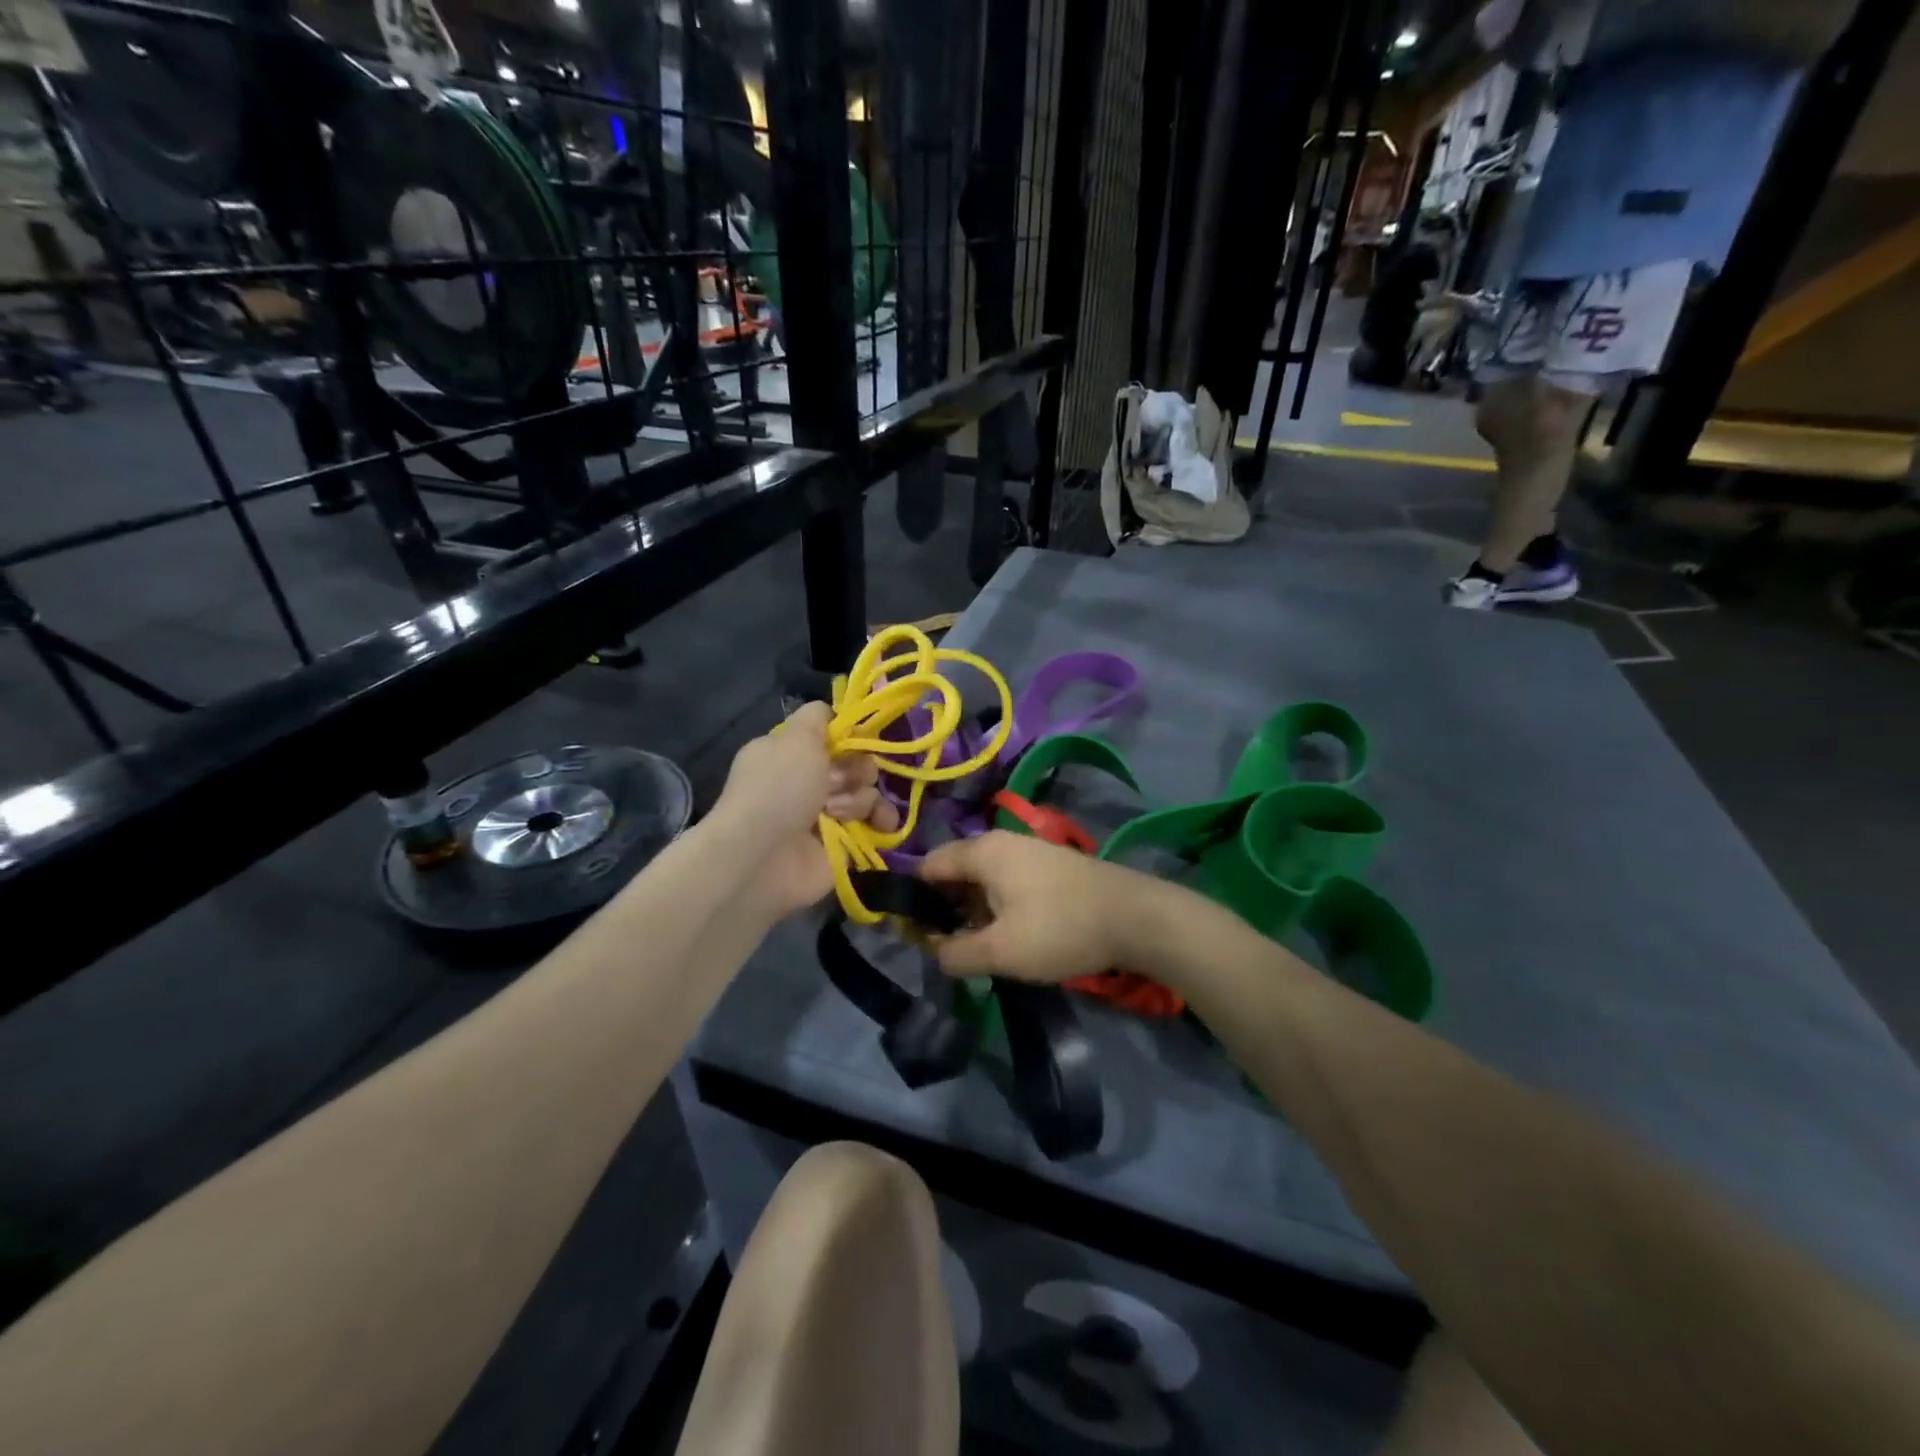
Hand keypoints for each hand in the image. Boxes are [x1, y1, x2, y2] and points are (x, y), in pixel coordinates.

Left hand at [714, 702, 899, 915]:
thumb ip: (817, 717)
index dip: (850, 736)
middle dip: (856, 770)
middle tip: (837, 783)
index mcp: (791, 753)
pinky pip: (874, 825)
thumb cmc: (778, 789)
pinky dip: (880, 822)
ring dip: (861, 799)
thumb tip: (833, 713)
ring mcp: (825, 816)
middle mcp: (807, 782)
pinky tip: (880, 825)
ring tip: (841, 813)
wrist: (762, 856)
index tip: (858, 739)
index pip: (832, 736)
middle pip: (855, 764)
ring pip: (866, 793)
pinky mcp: (843, 845)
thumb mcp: (796, 736)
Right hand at [918, 831, 1155, 982]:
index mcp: (983, 851)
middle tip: (951, 949)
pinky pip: (1008, 882)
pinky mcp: (1050, 866)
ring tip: (983, 948)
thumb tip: (934, 950)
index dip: (915, 901)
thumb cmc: (1060, 929)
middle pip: (955, 871)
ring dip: (975, 911)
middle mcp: (1002, 841)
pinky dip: (1000, 906)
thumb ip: (955, 954)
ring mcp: (1029, 851)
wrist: (1136, 917)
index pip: (928, 866)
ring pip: (983, 879)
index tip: (918, 937)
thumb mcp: (1001, 952)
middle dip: (946, 909)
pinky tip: (1014, 936)